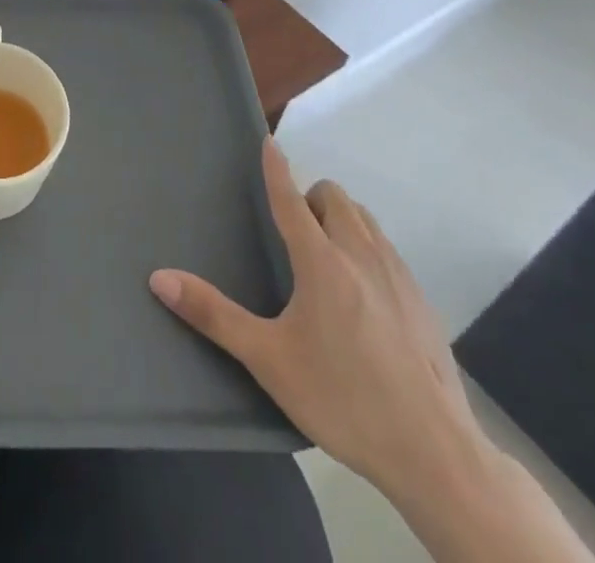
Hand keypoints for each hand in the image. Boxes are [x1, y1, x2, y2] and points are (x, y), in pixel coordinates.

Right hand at [150, 142, 481, 499]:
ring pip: (366, 220)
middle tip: (293, 232)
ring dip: (341, 219)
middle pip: (335, 199)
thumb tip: (159, 278)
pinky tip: (363, 293)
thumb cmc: (343, 399)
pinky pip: (388, 250)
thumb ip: (213, 315)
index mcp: (322, 262)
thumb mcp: (269, 360)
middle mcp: (361, 256)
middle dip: (311, 199)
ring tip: (325, 255)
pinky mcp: (422, 302)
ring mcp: (398, 277)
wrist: (436, 454)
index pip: (291, 198)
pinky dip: (367, 248)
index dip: (276, 168)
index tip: (268, 140)